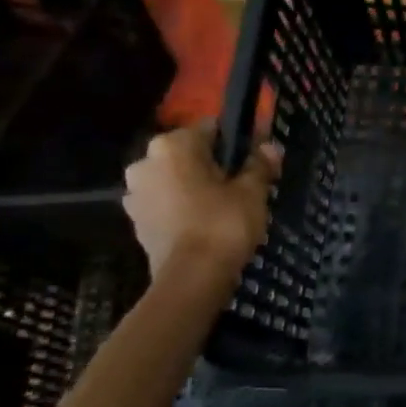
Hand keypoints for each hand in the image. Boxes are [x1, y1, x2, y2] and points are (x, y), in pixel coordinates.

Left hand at [123, 126, 281, 277]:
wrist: (191, 277)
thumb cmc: (223, 223)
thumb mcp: (252, 191)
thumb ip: (260, 165)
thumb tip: (269, 147)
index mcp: (172, 145)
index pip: (211, 129)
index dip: (237, 141)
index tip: (257, 156)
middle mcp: (145, 162)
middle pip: (190, 154)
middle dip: (215, 165)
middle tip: (244, 183)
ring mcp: (135, 193)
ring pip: (176, 179)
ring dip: (197, 186)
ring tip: (227, 205)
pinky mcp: (136, 221)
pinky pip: (167, 203)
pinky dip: (184, 207)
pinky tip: (207, 222)